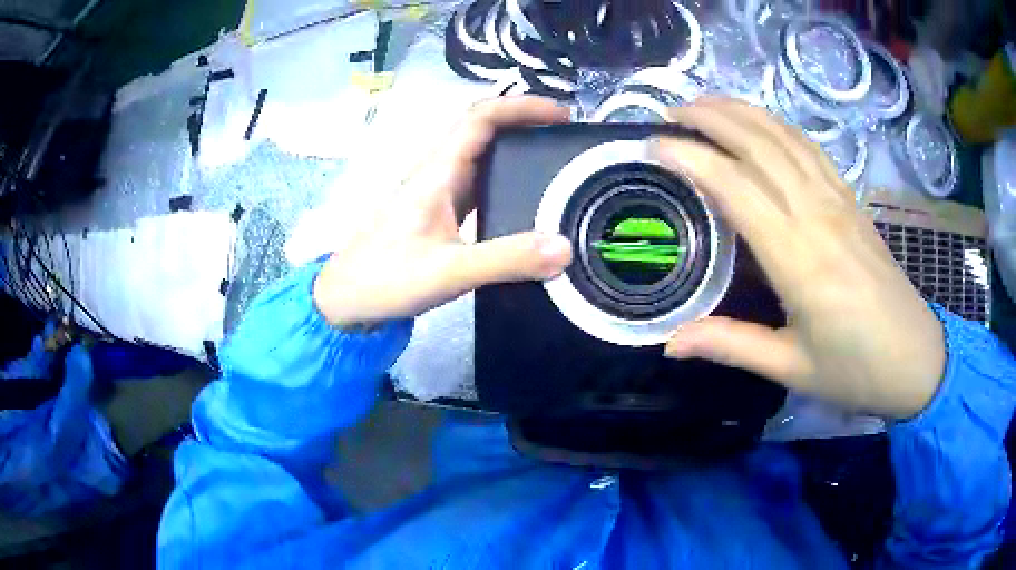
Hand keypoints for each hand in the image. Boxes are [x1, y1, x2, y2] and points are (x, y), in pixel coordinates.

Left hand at [313, 96, 573, 327]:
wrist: (345, 298)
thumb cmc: (386, 278)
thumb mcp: (449, 271)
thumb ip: (506, 260)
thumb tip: (563, 247)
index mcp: (437, 172)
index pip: (481, 118)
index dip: (522, 107)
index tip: (561, 114)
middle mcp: (436, 172)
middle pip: (481, 128)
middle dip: (524, 120)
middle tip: (566, 135)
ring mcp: (435, 191)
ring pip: (478, 153)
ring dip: (514, 146)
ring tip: (554, 158)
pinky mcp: (436, 211)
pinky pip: (475, 180)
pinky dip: (503, 175)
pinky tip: (523, 195)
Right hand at [654, 98, 945, 418]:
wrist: (915, 358)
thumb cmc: (855, 369)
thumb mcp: (791, 368)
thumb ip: (731, 345)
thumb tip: (670, 344)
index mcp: (799, 258)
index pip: (736, 187)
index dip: (692, 158)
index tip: (654, 144)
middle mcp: (817, 215)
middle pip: (759, 145)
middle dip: (711, 119)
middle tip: (670, 112)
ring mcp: (838, 202)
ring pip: (785, 138)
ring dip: (743, 112)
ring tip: (706, 103)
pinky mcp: (852, 201)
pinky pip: (811, 149)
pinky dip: (779, 126)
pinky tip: (762, 122)